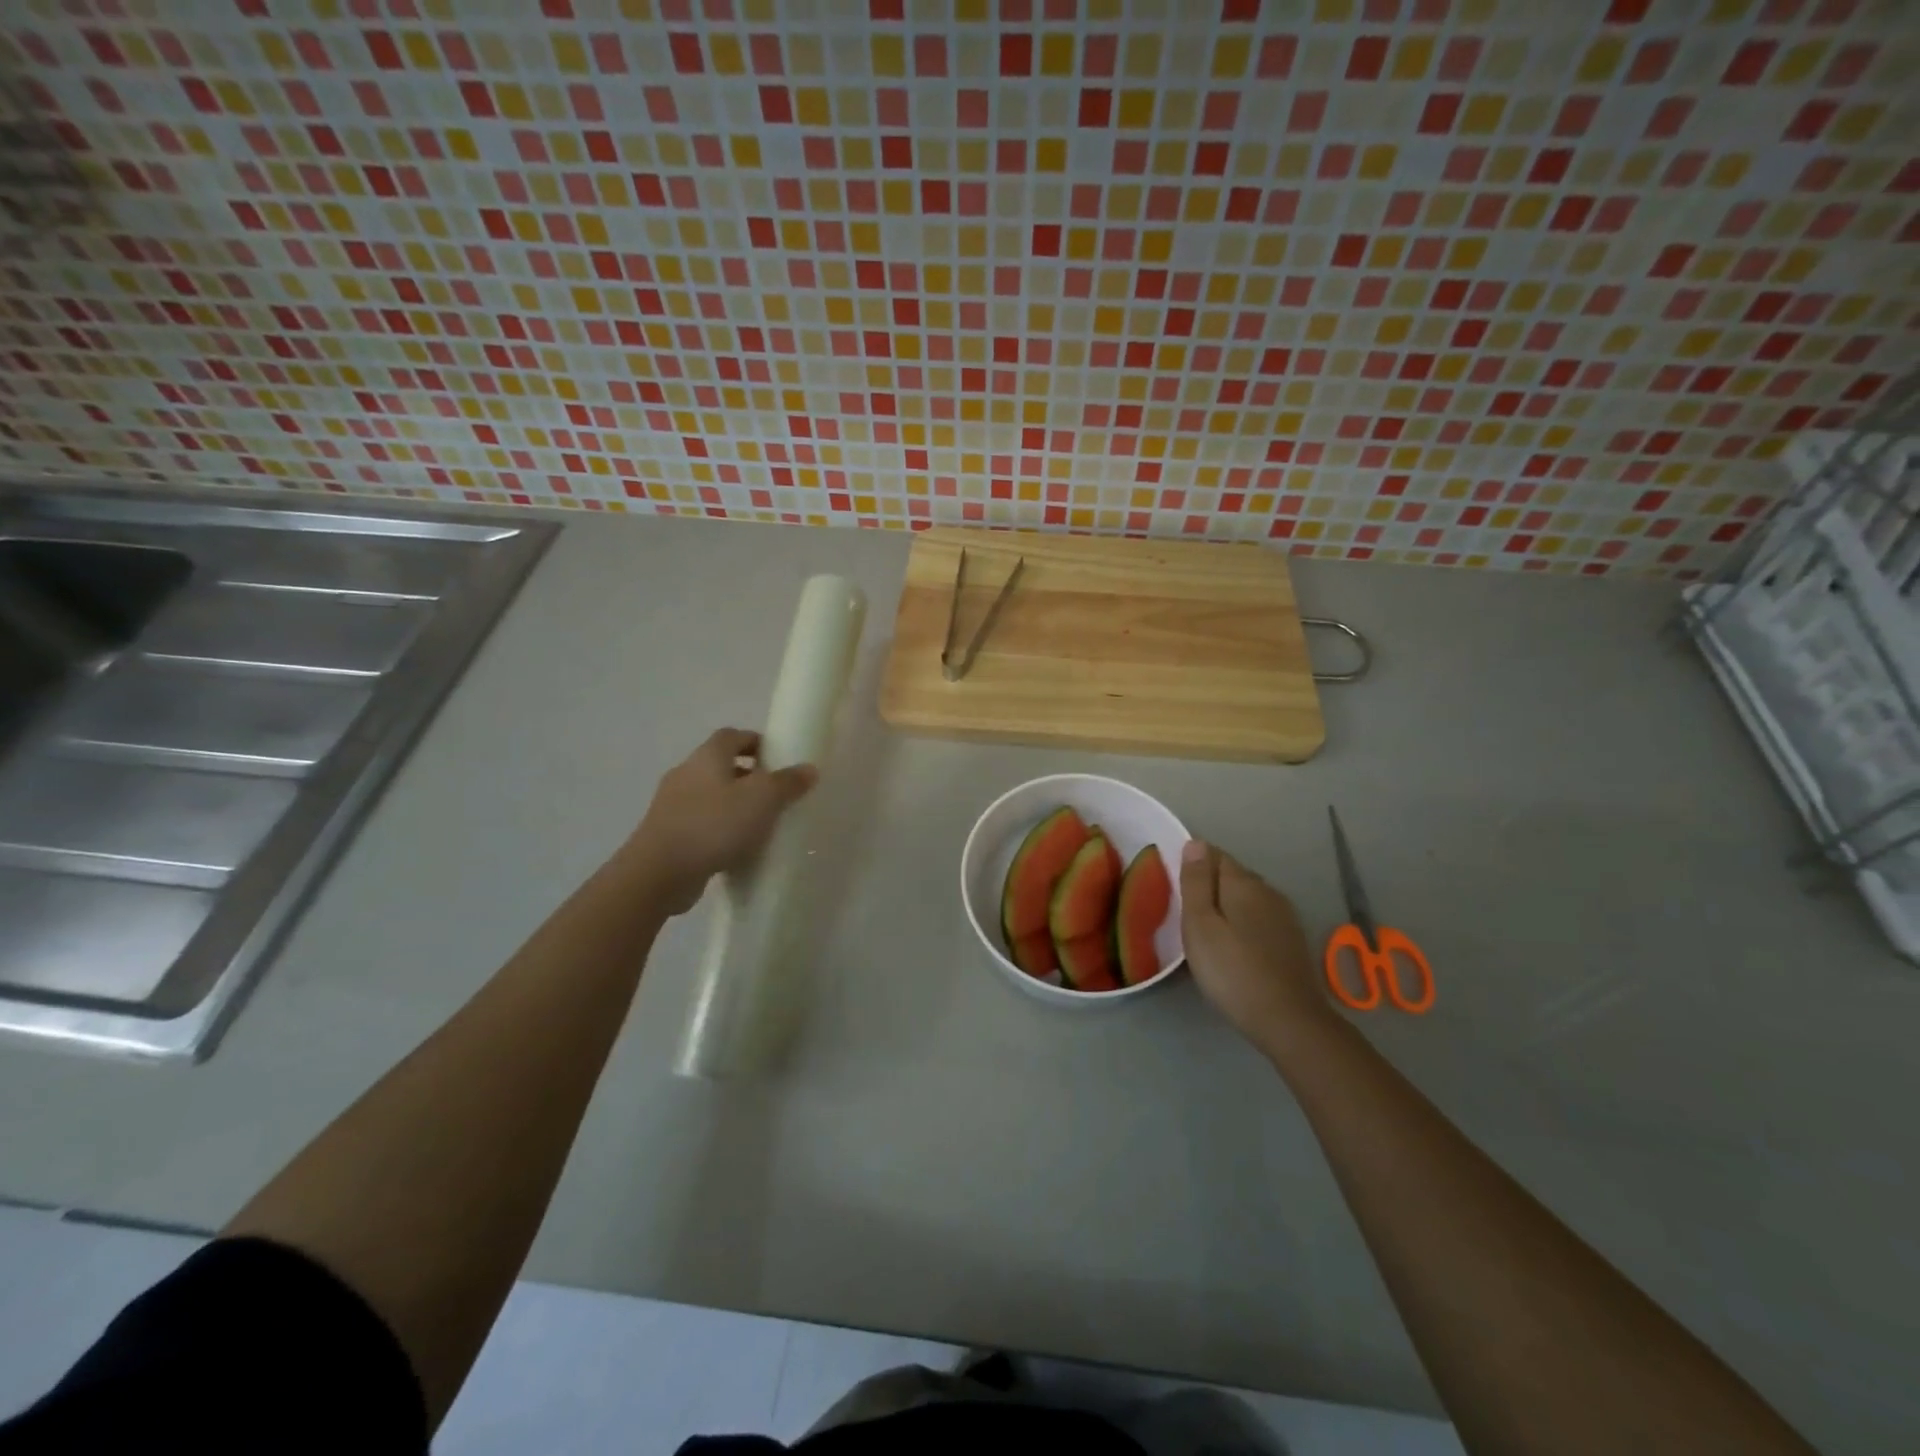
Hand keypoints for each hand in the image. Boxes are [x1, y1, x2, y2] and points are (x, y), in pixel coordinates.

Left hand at [620, 728, 816, 915]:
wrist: (659, 872)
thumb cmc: (714, 824)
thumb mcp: (763, 799)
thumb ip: (788, 782)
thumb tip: (809, 768)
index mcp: (707, 757)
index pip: (732, 735)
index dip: (756, 742)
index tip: (778, 758)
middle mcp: (686, 773)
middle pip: (720, 765)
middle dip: (748, 775)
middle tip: (775, 794)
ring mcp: (672, 804)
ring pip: (710, 795)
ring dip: (733, 804)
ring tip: (760, 823)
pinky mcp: (667, 834)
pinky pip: (700, 823)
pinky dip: (719, 829)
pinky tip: (736, 848)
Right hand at [1181, 840, 1333, 1058]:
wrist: (1289, 1020)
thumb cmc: (1232, 970)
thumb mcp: (1200, 925)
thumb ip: (1196, 882)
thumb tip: (1196, 843)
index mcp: (1243, 883)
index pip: (1215, 855)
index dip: (1193, 862)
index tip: (1175, 882)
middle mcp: (1268, 891)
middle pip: (1233, 875)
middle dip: (1210, 883)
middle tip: (1184, 907)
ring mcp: (1284, 917)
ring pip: (1247, 898)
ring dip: (1227, 904)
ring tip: (1205, 927)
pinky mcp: (1291, 941)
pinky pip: (1259, 918)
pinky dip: (1242, 922)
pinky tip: (1233, 944)